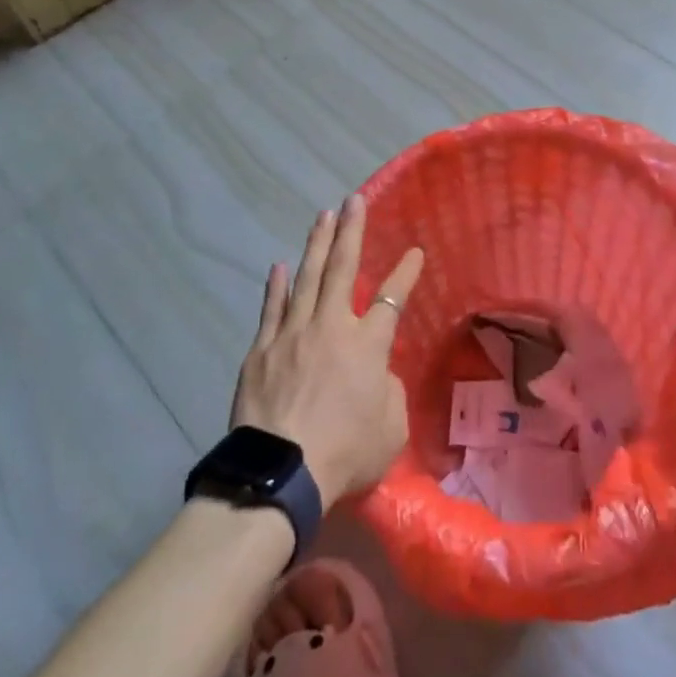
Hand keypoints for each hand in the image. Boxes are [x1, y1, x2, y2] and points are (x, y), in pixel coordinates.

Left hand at [229, 195, 424, 509]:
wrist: (280, 475)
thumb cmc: (345, 454)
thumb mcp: (390, 429)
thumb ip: (390, 392)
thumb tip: (378, 374)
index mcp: (366, 345)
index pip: (392, 298)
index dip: (405, 273)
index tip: (414, 251)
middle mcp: (330, 327)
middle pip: (341, 269)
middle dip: (350, 231)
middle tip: (352, 200)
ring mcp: (291, 335)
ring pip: (306, 278)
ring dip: (316, 245)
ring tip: (322, 216)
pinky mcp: (261, 352)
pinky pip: (271, 310)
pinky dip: (276, 287)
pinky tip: (278, 266)